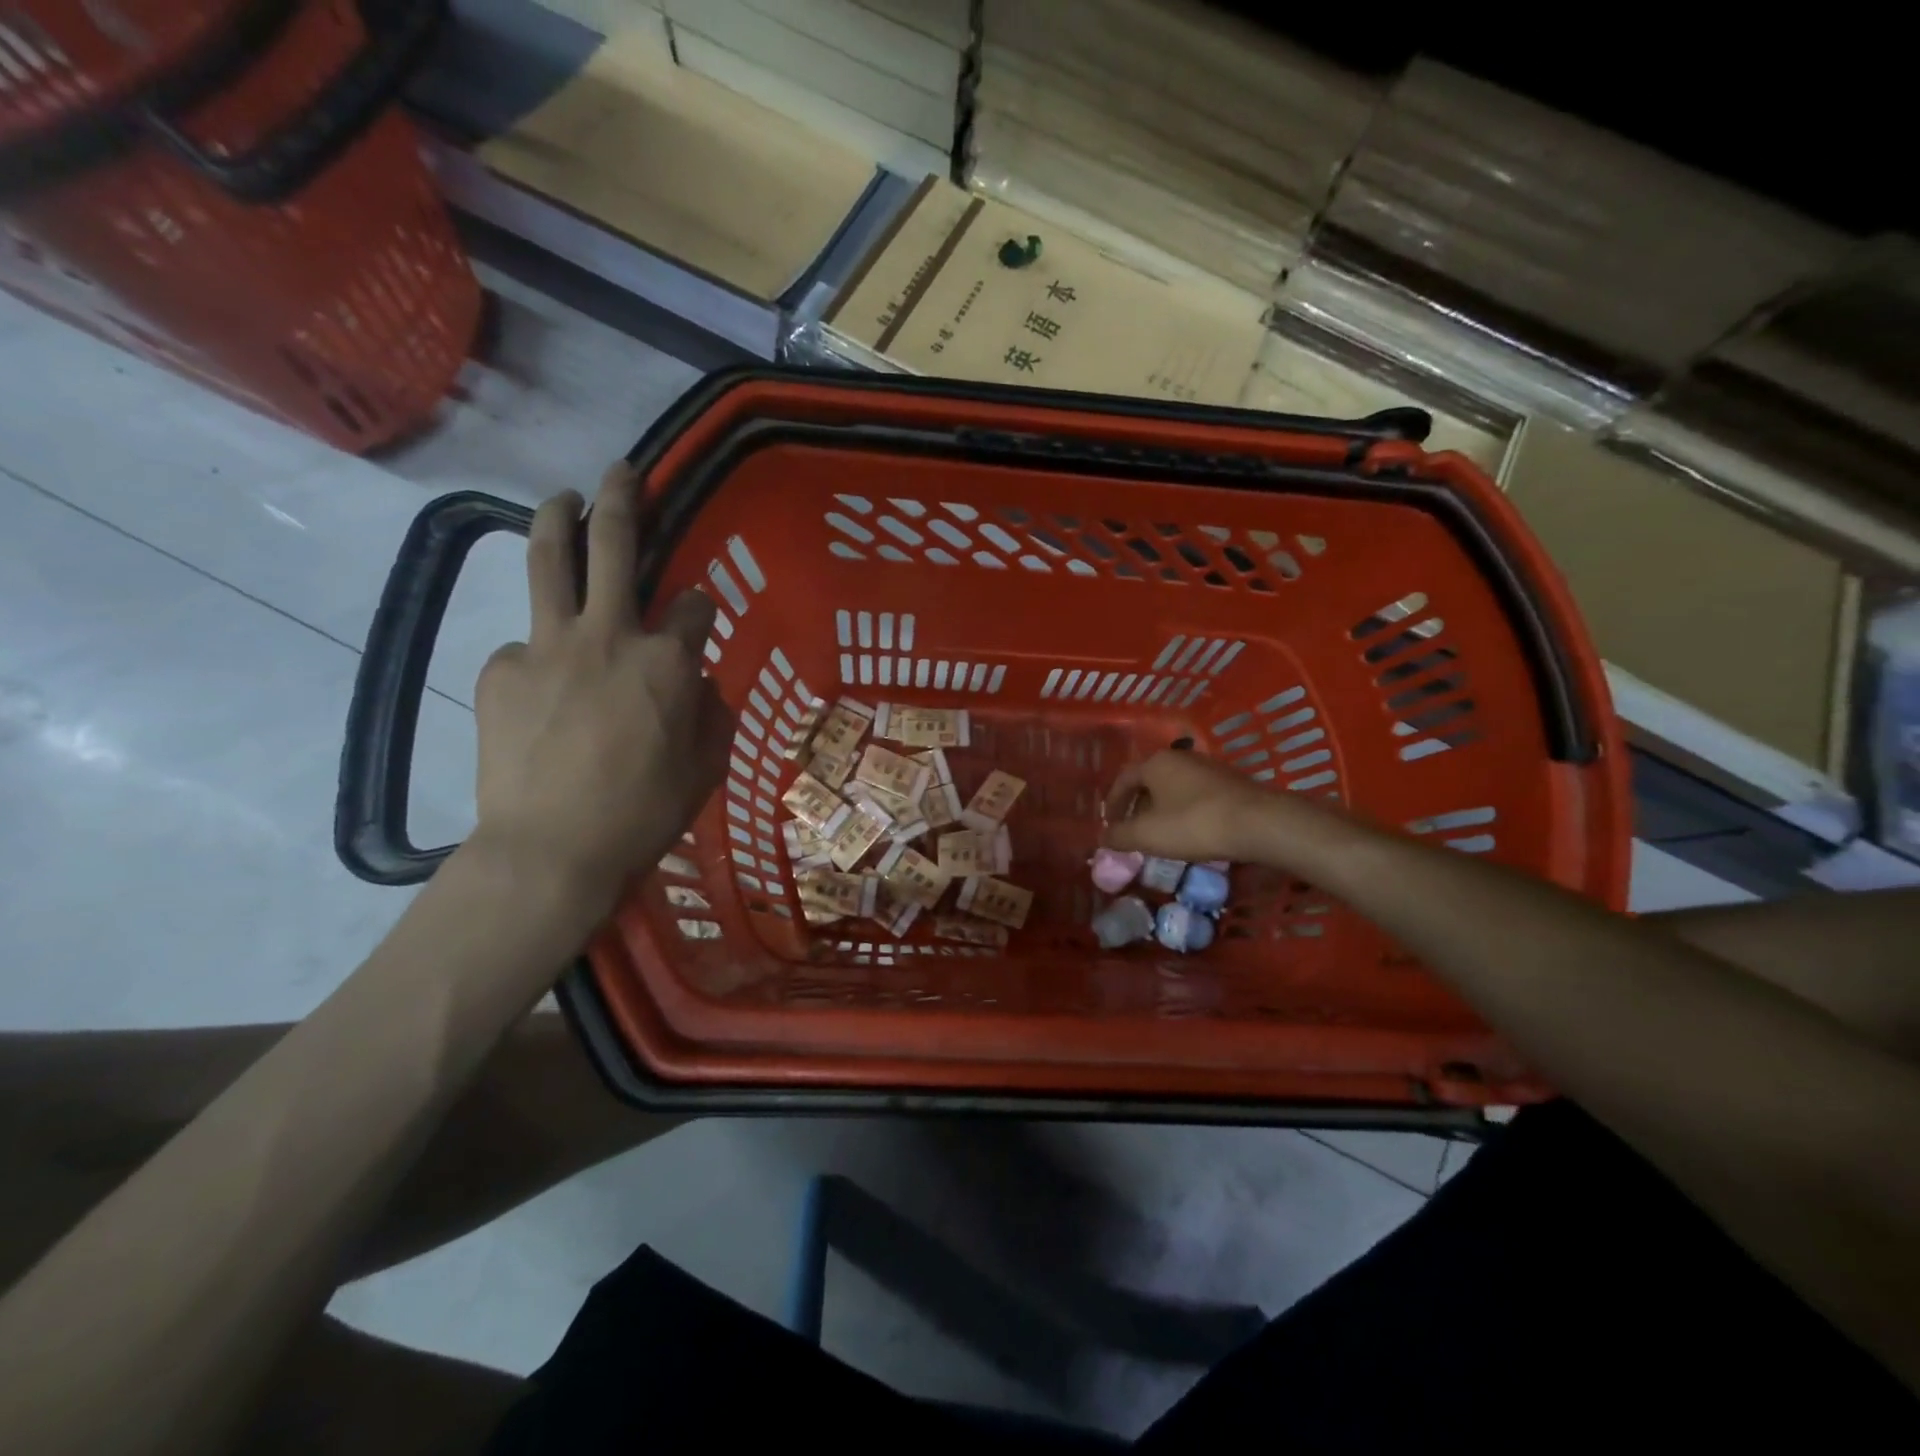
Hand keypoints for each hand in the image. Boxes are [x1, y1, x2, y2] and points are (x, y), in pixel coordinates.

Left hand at [471, 463, 732, 907]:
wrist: (552, 849)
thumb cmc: (645, 812)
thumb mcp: (706, 767)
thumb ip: (711, 713)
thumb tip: (699, 682)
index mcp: (668, 661)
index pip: (694, 605)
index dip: (701, 606)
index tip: (698, 616)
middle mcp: (610, 636)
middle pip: (615, 546)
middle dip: (624, 500)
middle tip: (622, 472)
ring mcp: (548, 646)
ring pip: (551, 562)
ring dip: (559, 519)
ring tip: (562, 498)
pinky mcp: (500, 670)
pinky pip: (525, 648)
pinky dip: (540, 656)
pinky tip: (541, 693)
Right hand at [1102, 749, 1279, 862]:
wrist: (1259, 823)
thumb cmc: (1194, 824)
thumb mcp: (1147, 835)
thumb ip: (1119, 835)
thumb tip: (1103, 836)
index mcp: (1156, 763)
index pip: (1124, 778)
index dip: (1113, 802)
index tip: (1110, 824)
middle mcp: (1181, 757)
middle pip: (1150, 781)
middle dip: (1138, 806)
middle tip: (1134, 830)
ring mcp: (1210, 768)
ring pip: (1175, 788)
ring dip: (1163, 809)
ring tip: (1163, 833)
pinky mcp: (1232, 783)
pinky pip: (1198, 795)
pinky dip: (1187, 811)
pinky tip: (1192, 831)